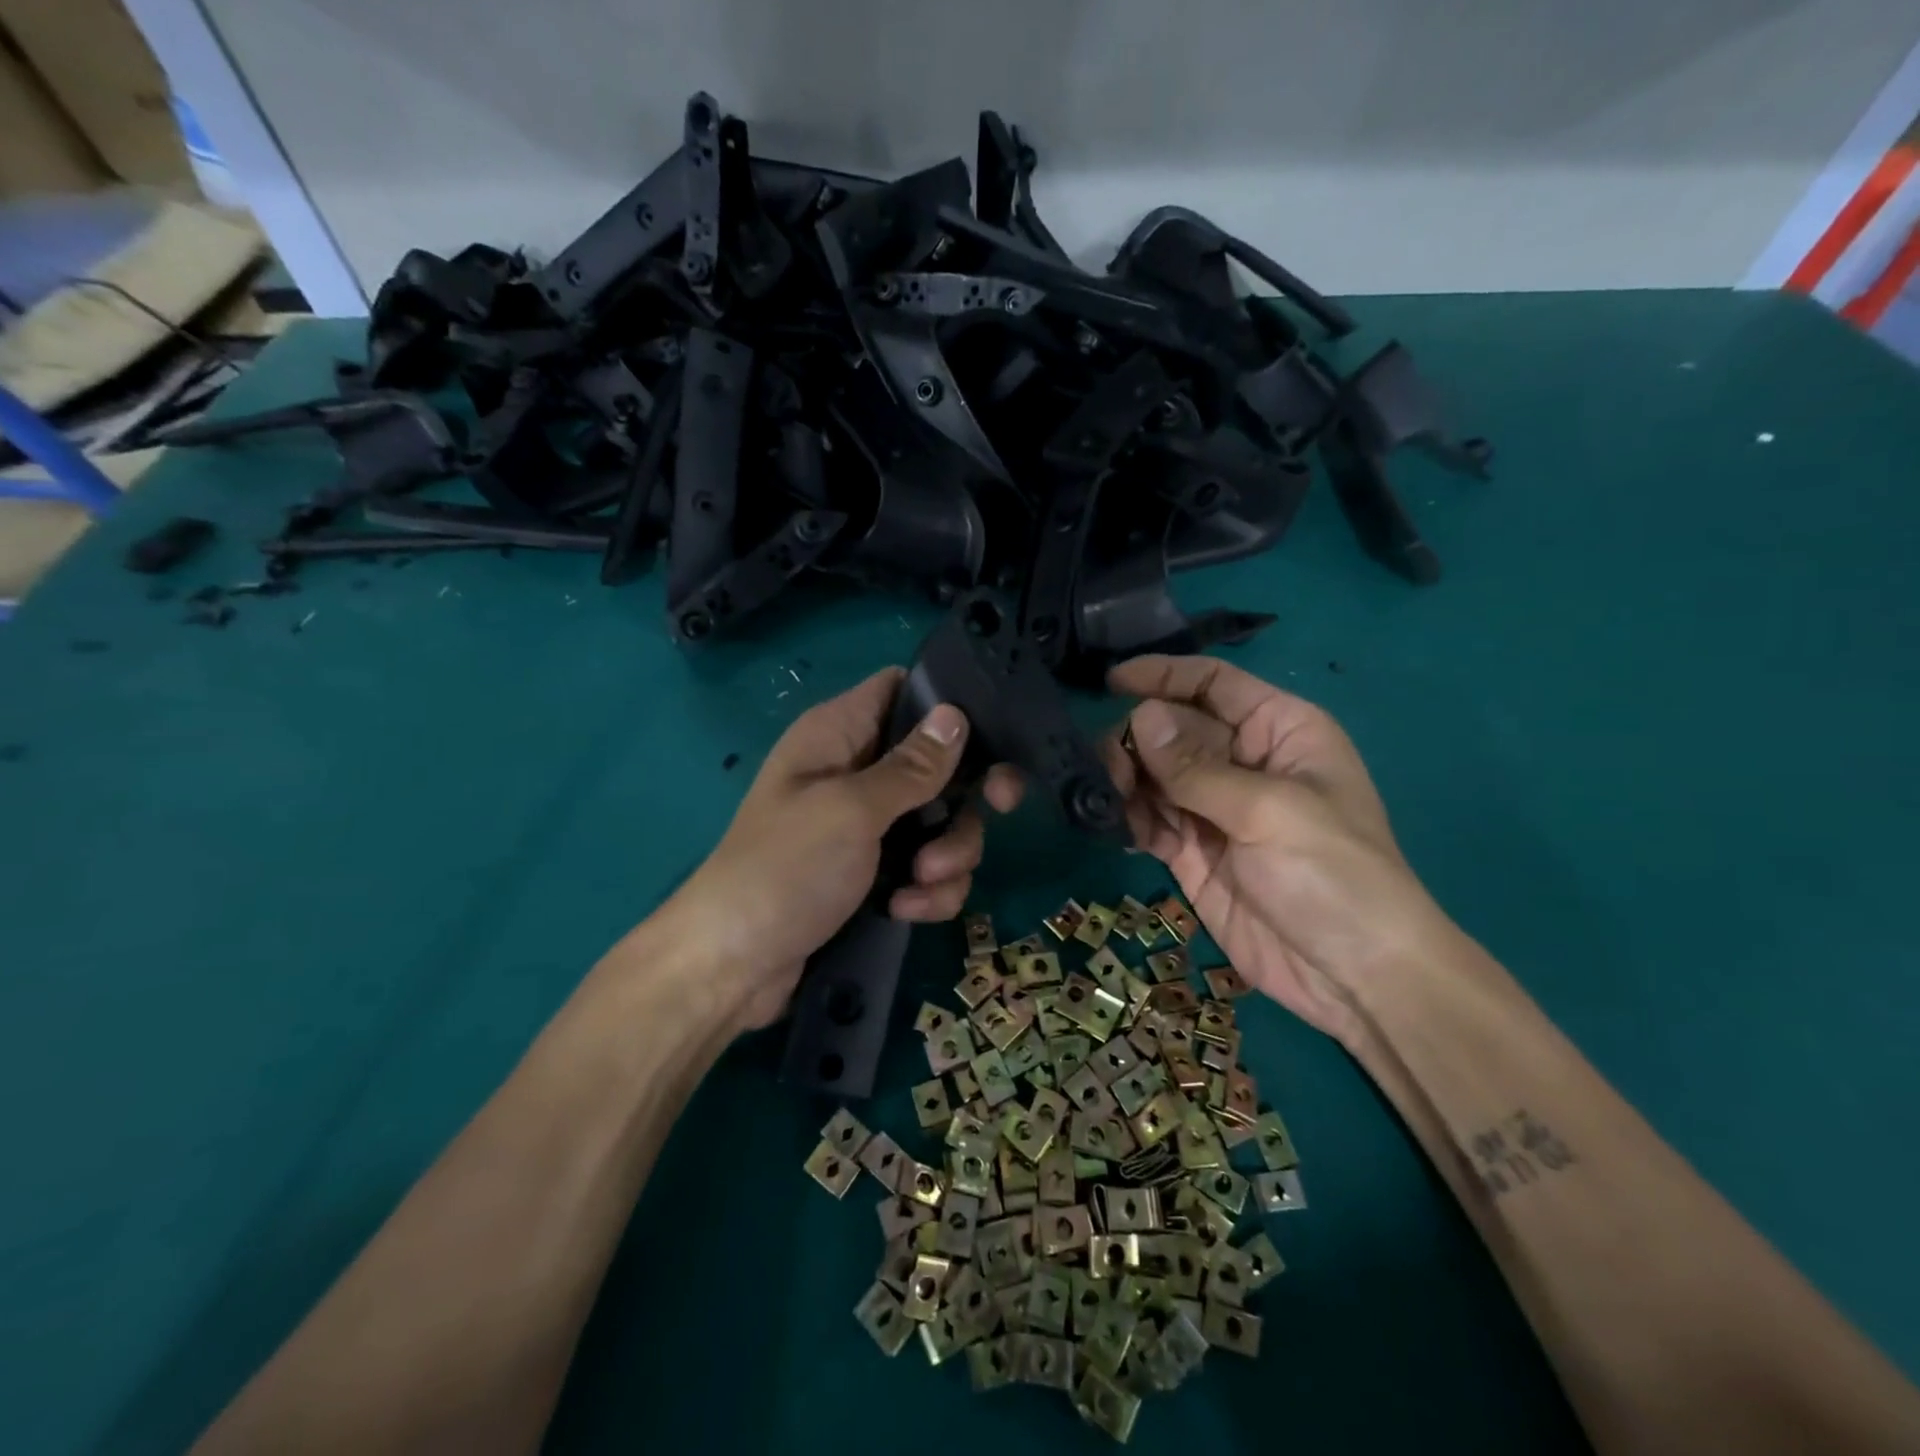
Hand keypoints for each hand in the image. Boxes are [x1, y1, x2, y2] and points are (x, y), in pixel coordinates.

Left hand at [661, 667, 1022, 1031]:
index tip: (990, 731)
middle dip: (966, 795)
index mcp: (839, 734)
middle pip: (939, 763)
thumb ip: (911, 766)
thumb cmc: (786, 869)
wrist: (735, 969)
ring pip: (942, 822)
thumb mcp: (852, 810)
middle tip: (999, 807)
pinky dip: (927, 890)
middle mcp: (857, 772)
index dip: (946, 703)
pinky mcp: (875, 874)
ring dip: (949, 853)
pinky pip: (926, 868)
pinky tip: (905, 910)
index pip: (901, 689)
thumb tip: (955, 713)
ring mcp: (867, 826)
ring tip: (923, 880)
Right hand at [1104, 655, 1449, 1043]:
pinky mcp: (1192, 851)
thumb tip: (1139, 716)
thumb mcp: (1268, 811)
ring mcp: (1214, 808)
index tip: (1110, 682)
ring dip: (1125, 782)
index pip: (1213, 683)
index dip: (1164, 676)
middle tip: (1109, 771)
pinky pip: (1149, 819)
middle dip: (1136, 742)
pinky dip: (1129, 819)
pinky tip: (1119, 830)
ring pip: (1152, 774)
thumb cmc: (1333, 875)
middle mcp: (1242, 761)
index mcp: (1278, 731)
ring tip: (1111, 803)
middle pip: (1171, 728)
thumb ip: (1197, 766)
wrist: (1354, 977)